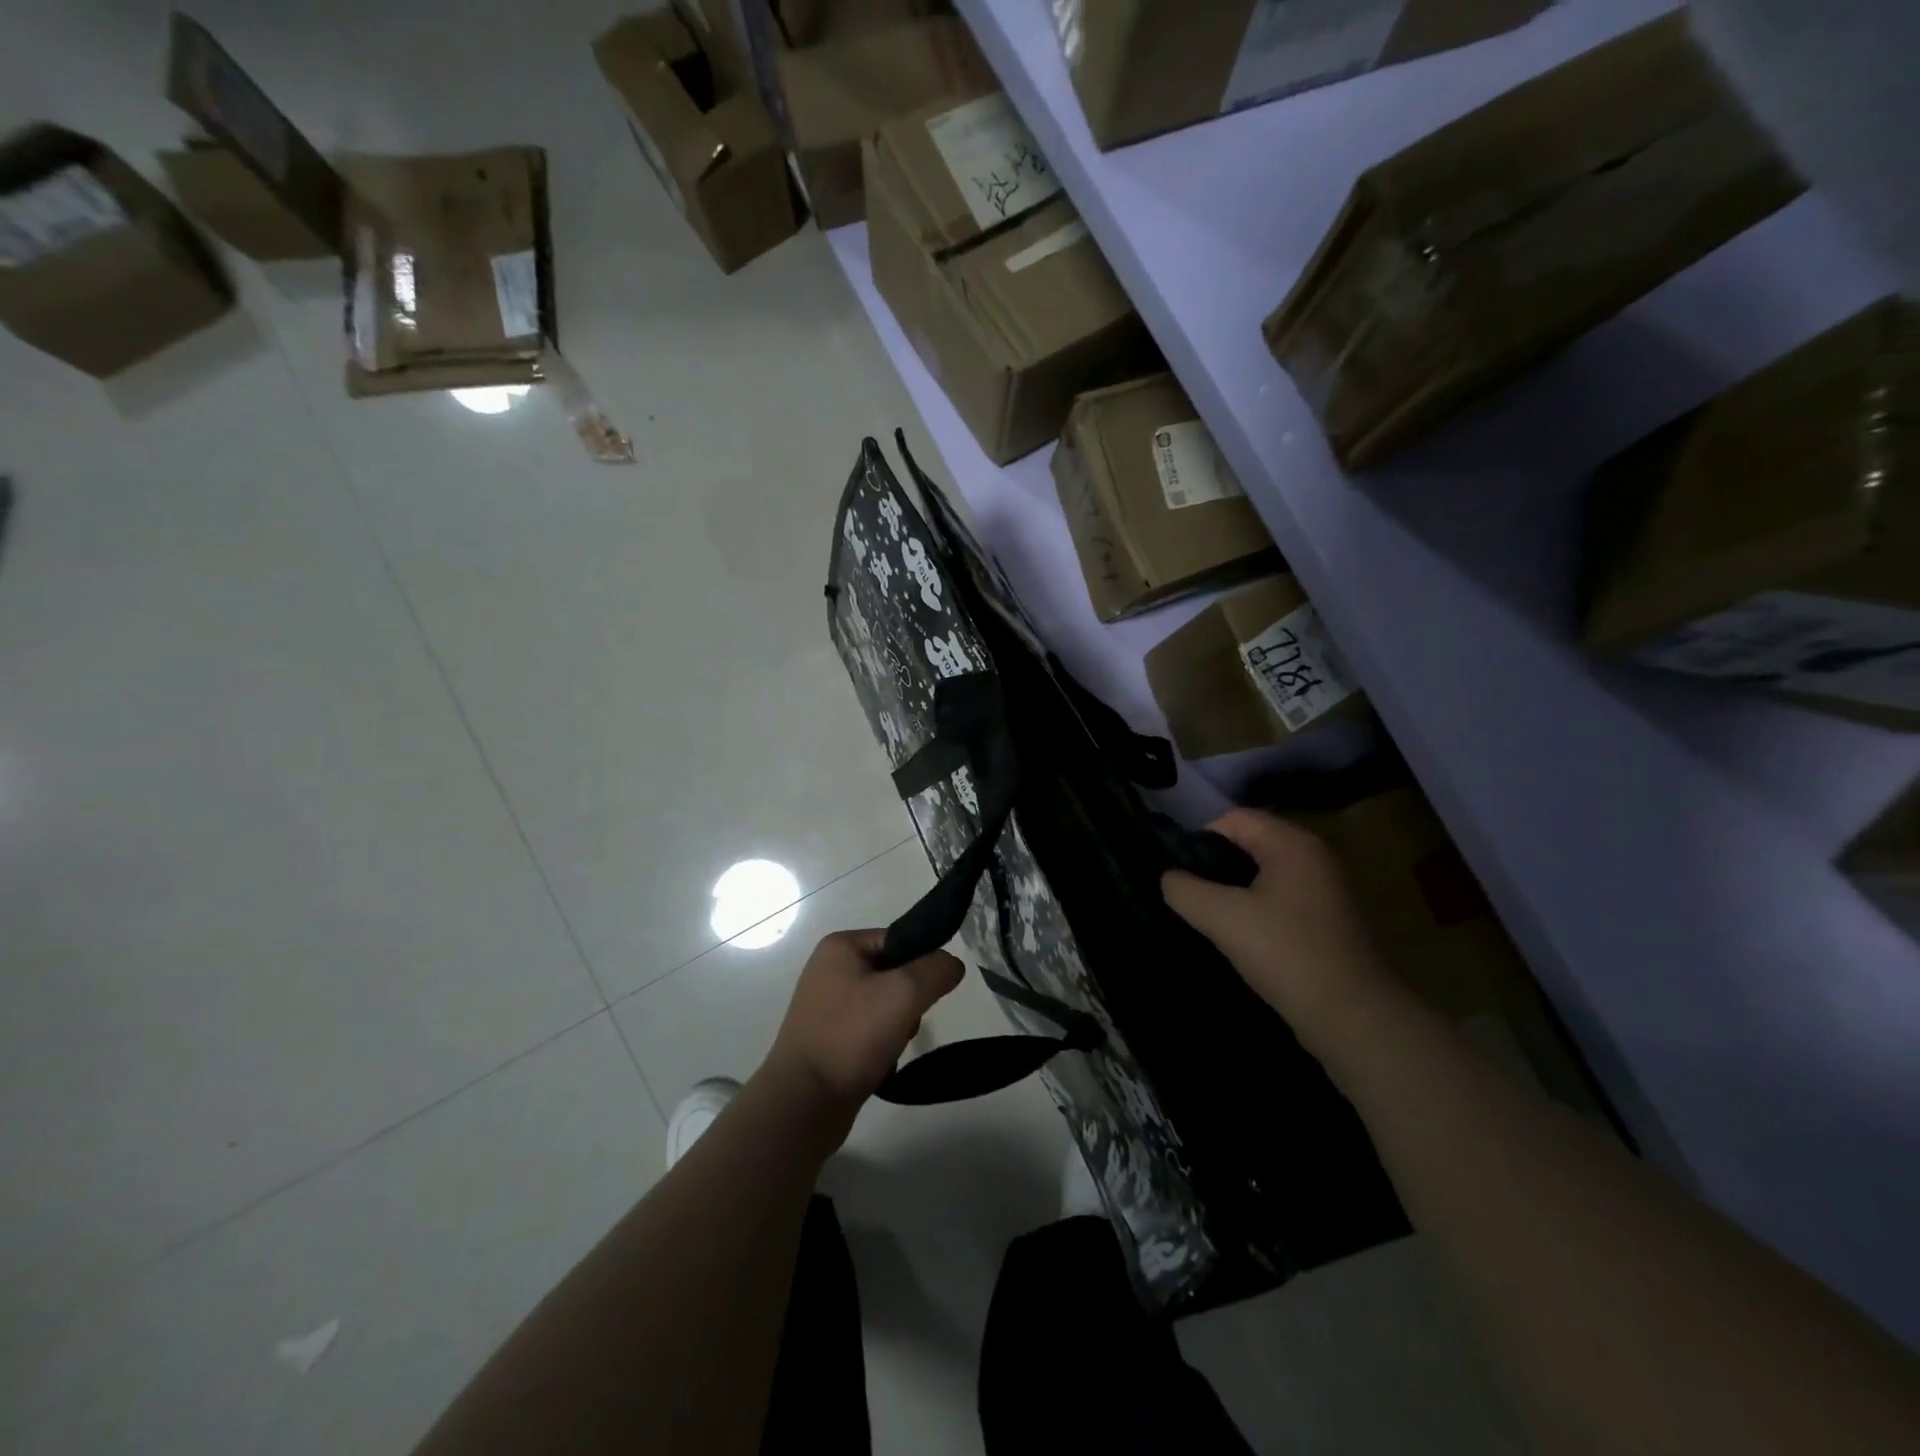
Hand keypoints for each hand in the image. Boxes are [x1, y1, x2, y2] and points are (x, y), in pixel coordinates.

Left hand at [760, 929, 963, 1128]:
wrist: (804, 1102)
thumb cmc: (852, 1036)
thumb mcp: (904, 993)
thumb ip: (936, 970)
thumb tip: (952, 964)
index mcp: (840, 947)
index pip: (900, 939)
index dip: (922, 964)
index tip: (929, 993)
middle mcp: (830, 969)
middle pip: (894, 973)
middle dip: (910, 1000)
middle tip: (906, 1023)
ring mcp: (827, 1005)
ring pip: (885, 1004)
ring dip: (899, 1025)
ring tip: (892, 1047)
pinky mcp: (828, 1038)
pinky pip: (870, 1030)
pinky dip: (882, 1044)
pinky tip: (881, 1062)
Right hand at [1162, 809, 1395, 1052]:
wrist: (1354, 1018)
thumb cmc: (1287, 954)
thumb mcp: (1223, 917)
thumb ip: (1185, 890)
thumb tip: (1169, 878)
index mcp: (1293, 844)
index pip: (1235, 819)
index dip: (1201, 839)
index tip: (1180, 873)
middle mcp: (1314, 856)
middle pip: (1250, 843)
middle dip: (1215, 865)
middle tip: (1190, 895)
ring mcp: (1325, 889)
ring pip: (1264, 874)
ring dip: (1234, 890)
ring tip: (1210, 918)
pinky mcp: (1328, 920)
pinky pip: (1280, 899)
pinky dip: (1256, 909)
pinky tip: (1241, 937)